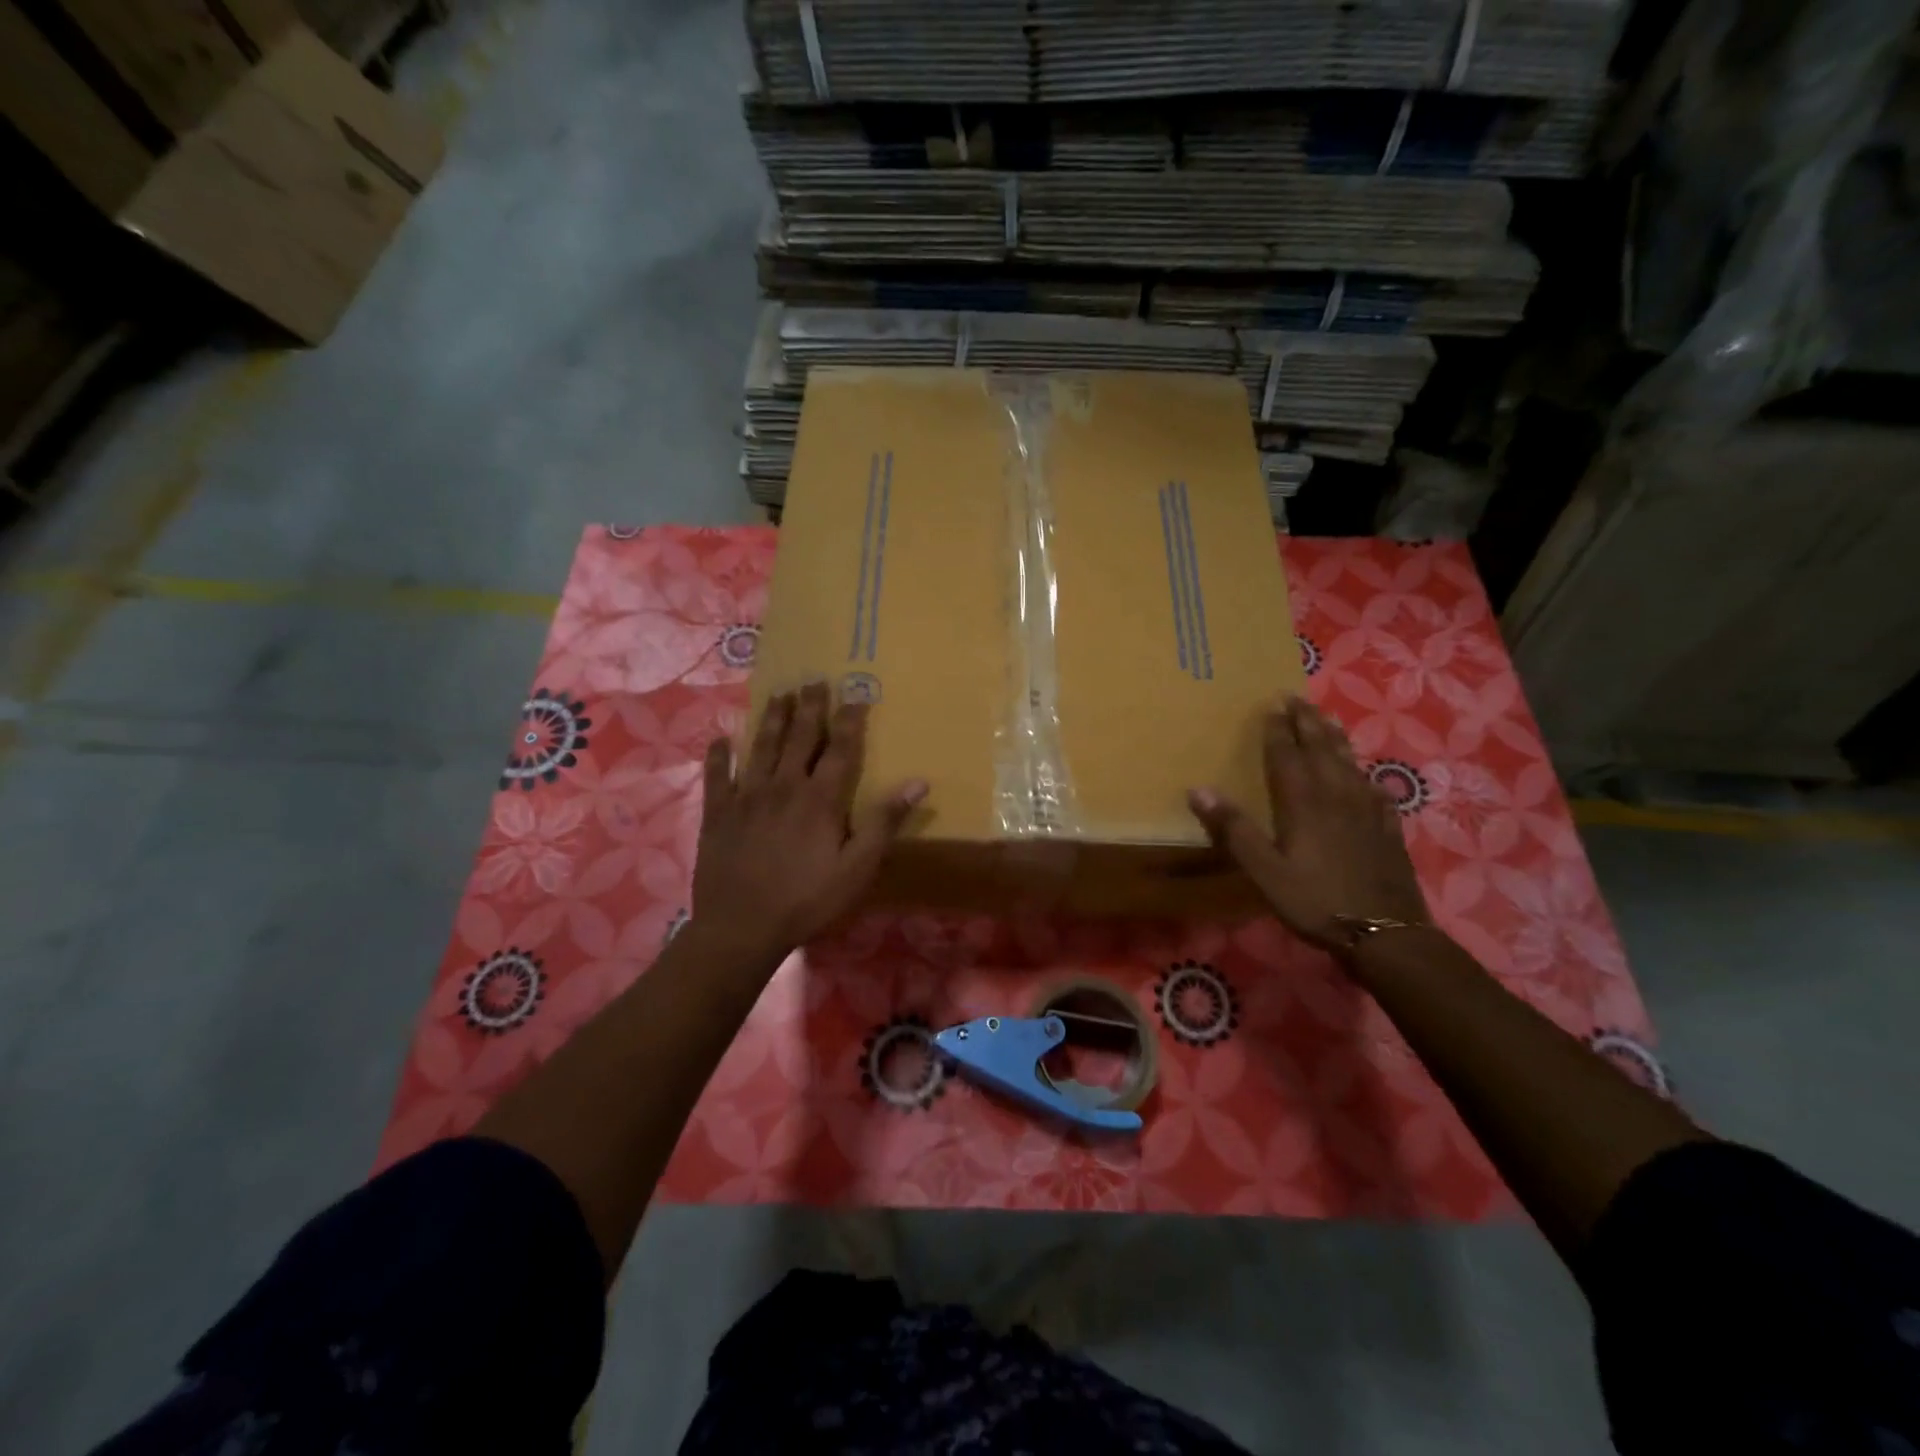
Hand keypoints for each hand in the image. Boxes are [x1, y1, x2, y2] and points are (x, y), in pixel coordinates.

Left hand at [693, 681, 926, 962]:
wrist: (741, 927)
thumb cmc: (807, 900)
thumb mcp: (857, 868)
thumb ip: (884, 822)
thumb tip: (918, 782)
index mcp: (820, 799)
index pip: (840, 749)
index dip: (850, 720)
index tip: (856, 694)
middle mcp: (783, 786)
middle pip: (799, 737)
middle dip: (810, 707)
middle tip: (814, 680)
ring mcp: (746, 796)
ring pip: (761, 747)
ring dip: (772, 718)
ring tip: (780, 694)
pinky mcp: (718, 813)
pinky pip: (718, 776)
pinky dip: (719, 755)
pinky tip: (720, 738)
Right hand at [1188, 695, 1426, 953]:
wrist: (1386, 934)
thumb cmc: (1315, 901)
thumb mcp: (1264, 870)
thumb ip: (1234, 829)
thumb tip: (1199, 789)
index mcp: (1303, 802)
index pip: (1287, 755)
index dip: (1277, 729)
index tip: (1271, 704)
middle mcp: (1336, 796)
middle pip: (1321, 750)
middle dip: (1307, 722)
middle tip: (1297, 698)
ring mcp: (1367, 811)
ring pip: (1349, 763)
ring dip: (1336, 738)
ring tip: (1328, 719)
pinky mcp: (1387, 830)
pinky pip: (1376, 791)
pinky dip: (1366, 776)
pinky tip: (1368, 778)